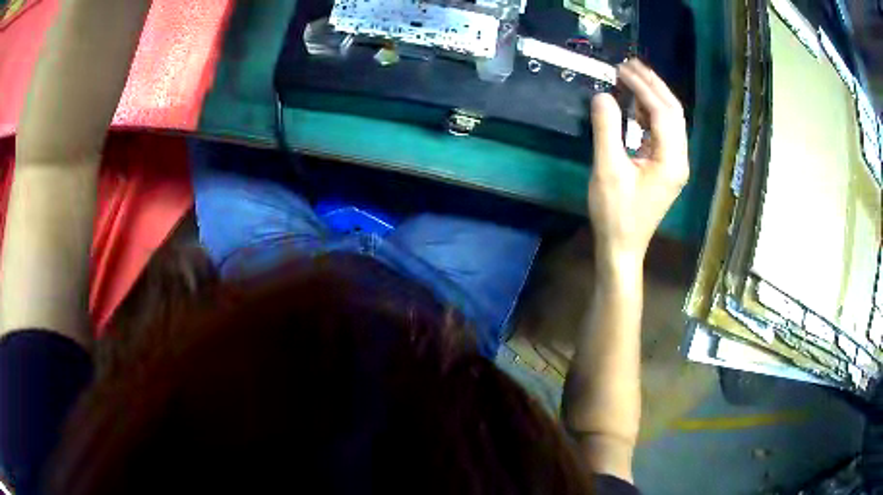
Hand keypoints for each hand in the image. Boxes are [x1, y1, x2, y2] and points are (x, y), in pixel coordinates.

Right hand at [588, 59, 689, 268]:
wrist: (621, 247)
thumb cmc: (615, 213)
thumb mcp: (608, 170)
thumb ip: (606, 129)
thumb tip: (602, 95)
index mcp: (672, 160)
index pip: (663, 112)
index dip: (644, 87)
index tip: (622, 68)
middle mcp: (679, 158)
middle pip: (673, 112)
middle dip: (653, 85)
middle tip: (630, 64)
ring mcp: (673, 163)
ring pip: (669, 120)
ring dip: (652, 96)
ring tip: (631, 76)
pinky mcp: (664, 167)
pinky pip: (661, 132)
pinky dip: (648, 113)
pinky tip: (634, 103)